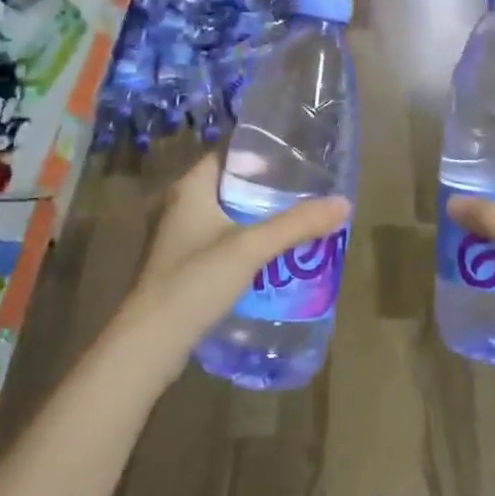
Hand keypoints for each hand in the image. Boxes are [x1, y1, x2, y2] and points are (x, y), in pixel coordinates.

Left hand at [120, 153, 349, 369]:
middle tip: (305, 190)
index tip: (295, 156)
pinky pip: (219, 242)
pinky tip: (269, 256)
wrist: (150, 343)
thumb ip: (296, 224)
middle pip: (229, 185)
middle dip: (265, 189)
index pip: (228, 153)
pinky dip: (243, 243)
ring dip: (256, 218)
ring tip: (296, 220)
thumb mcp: (251, 248)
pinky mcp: (181, 266)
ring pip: (225, 216)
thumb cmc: (195, 281)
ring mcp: (177, 238)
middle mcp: (180, 205)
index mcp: (190, 187)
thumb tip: (344, 203)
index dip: (260, 152)